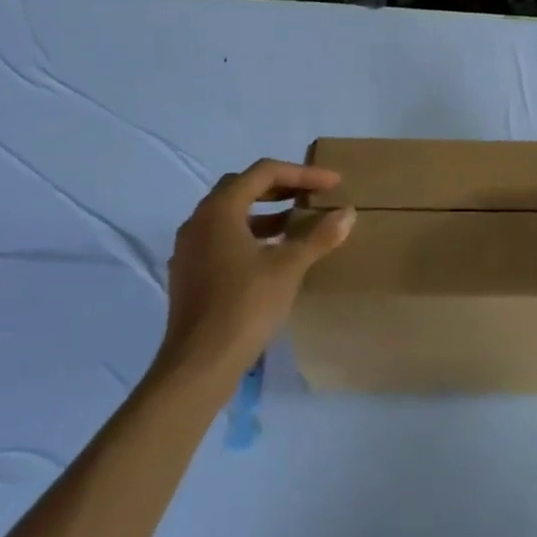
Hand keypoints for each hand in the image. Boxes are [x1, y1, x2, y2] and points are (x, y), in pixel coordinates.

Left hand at [163, 159, 355, 378]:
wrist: (199, 363)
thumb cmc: (245, 305)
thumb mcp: (289, 267)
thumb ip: (319, 236)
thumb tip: (348, 212)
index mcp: (220, 210)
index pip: (264, 172)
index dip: (302, 173)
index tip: (333, 183)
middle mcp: (199, 221)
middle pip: (242, 188)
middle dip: (281, 187)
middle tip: (311, 195)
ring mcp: (189, 248)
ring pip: (231, 215)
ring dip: (265, 213)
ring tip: (297, 224)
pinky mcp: (189, 273)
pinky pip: (222, 238)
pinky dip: (250, 235)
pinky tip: (272, 255)